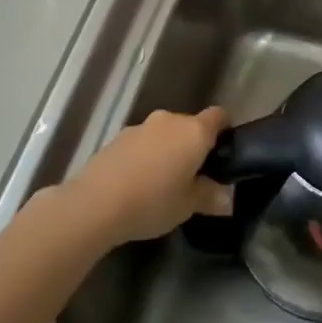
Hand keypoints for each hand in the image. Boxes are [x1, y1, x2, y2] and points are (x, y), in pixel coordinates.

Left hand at [71, 108, 231, 244]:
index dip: (225, 130)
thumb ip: (210, 196)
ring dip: (167, 151)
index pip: (219, 116)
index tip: (223, 153)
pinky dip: (145, 156)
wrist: (95, 203)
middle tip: (193, 176)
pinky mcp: (117, 138)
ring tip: (163, 182)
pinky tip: (138, 183)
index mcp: (194, 132)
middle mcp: (169, 121)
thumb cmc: (153, 201)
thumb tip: (226, 197)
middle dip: (193, 146)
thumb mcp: (188, 206)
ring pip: (164, 134)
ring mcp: (140, 127)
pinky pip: (142, 143)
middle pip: (190, 126)